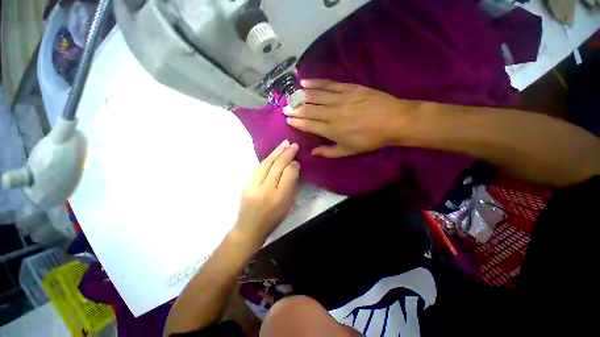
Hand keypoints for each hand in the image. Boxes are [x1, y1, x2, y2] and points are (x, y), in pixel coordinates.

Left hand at [233, 140, 299, 245]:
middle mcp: (267, 189)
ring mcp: (254, 185)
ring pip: (267, 163)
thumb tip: (294, 168)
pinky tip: (273, 154)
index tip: (297, 160)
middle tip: (293, 145)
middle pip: (277, 166)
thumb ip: (292, 185)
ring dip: (276, 152)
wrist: (249, 227)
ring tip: (284, 144)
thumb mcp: (288, 205)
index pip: (288, 173)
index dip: (293, 164)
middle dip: (286, 153)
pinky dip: (268, 159)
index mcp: (280, 197)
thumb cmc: (273, 218)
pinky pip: (259, 167)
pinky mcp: (246, 183)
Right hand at [284, 79, 419, 157]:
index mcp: (332, 130)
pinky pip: (328, 84)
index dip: (297, 121)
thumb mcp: (349, 151)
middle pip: (309, 109)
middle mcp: (332, 113)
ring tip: (291, 95)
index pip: (309, 124)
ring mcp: (340, 98)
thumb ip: (329, 152)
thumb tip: (313, 152)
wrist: (393, 121)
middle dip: (294, 109)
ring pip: (315, 96)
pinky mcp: (348, 88)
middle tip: (284, 107)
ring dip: (301, 96)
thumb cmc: (370, 139)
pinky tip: (305, 82)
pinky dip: (315, 83)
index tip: (287, 119)